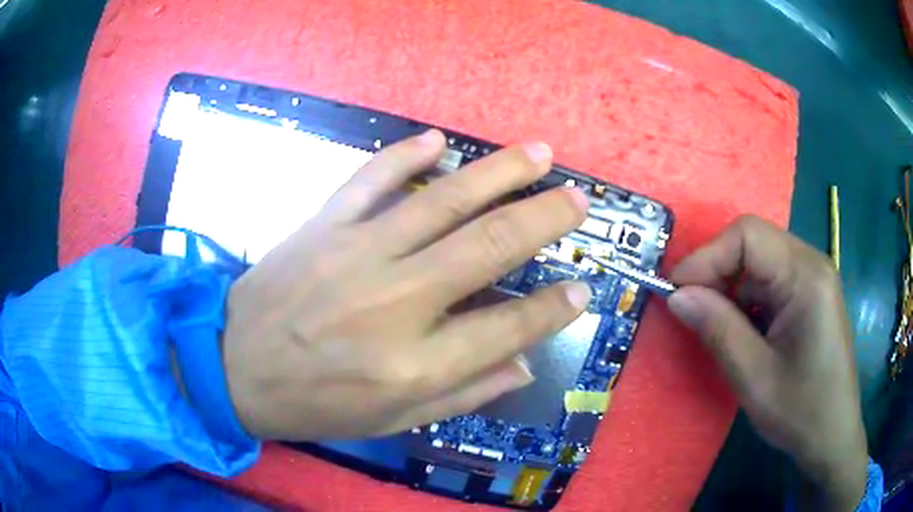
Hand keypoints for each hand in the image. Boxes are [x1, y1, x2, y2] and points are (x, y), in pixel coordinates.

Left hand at [222, 131, 591, 440]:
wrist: (233, 368)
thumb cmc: (314, 405)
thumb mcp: (391, 422)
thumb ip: (463, 394)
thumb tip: (524, 365)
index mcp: (414, 364)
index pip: (507, 327)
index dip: (554, 308)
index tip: (584, 288)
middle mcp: (395, 302)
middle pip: (489, 246)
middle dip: (544, 218)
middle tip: (578, 200)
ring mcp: (355, 253)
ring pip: (442, 200)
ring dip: (498, 172)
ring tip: (539, 154)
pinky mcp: (321, 226)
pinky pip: (370, 179)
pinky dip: (405, 156)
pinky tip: (436, 140)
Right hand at [667, 216, 867, 509]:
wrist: (833, 435)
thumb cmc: (801, 412)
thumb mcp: (755, 378)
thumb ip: (718, 330)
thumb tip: (676, 296)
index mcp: (807, 277)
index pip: (748, 236)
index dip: (707, 257)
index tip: (675, 292)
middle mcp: (812, 264)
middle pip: (754, 242)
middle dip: (716, 270)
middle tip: (689, 309)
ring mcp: (814, 277)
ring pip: (760, 260)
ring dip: (731, 286)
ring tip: (713, 323)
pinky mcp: (810, 294)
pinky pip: (771, 279)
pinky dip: (747, 297)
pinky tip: (742, 328)